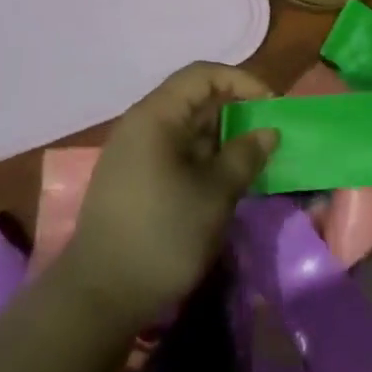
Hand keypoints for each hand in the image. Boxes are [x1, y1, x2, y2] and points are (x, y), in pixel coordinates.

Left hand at [59, 63, 278, 332]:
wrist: (100, 296)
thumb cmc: (162, 236)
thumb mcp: (214, 195)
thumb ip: (244, 156)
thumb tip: (268, 131)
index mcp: (155, 116)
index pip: (203, 75)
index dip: (241, 82)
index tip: (271, 105)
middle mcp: (140, 124)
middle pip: (193, 99)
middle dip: (234, 111)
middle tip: (268, 135)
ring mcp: (133, 152)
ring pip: (185, 127)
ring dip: (220, 138)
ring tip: (253, 160)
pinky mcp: (133, 178)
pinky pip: (174, 151)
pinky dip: (202, 157)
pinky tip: (223, 181)